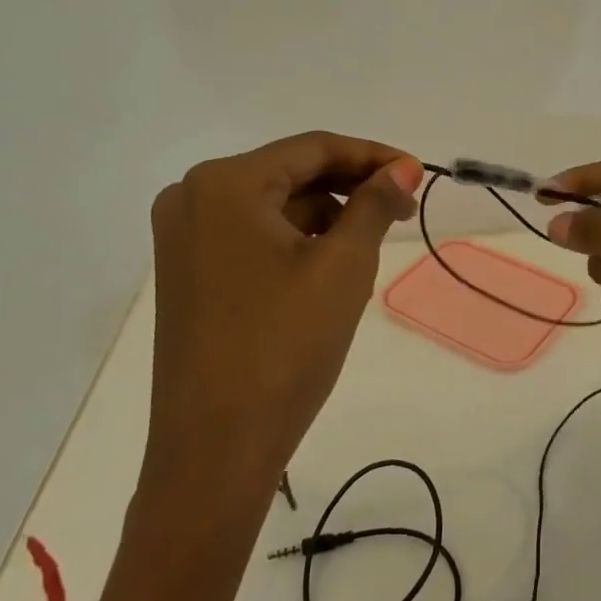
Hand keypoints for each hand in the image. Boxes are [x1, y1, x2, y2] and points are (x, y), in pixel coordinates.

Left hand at [144, 133, 422, 491]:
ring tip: (367, 253)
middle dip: (350, 190)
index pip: (314, 148)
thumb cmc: (284, 347)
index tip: (417, 176)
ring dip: (326, 219)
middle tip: (402, 213)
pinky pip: (253, 237)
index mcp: (224, 184)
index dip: (372, 156)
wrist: (215, 452)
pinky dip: (296, 244)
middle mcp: (192, 198)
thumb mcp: (343, 266)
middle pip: (291, 174)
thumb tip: (402, 168)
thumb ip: (374, 203)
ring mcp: (183, 239)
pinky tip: (327, 273)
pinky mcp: (187, 274)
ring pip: (275, 207)